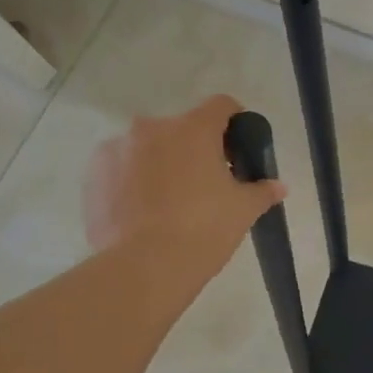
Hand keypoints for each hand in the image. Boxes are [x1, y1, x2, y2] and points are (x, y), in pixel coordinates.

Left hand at [83, 95, 285, 286]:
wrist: (144, 267)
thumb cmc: (204, 229)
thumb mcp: (243, 210)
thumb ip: (262, 191)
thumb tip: (278, 186)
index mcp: (194, 129)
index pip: (221, 105)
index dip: (234, 121)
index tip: (238, 146)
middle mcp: (152, 128)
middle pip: (182, 129)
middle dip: (194, 149)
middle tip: (206, 183)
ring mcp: (117, 149)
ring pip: (148, 148)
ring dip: (160, 163)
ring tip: (169, 201)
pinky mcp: (94, 175)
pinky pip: (121, 169)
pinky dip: (132, 181)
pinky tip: (142, 211)